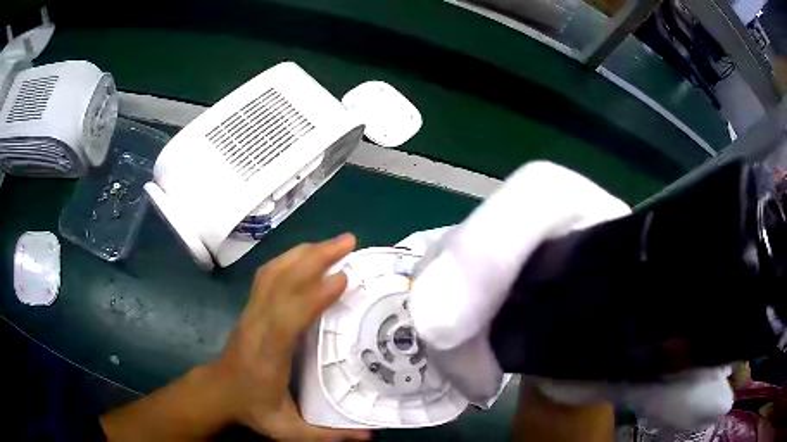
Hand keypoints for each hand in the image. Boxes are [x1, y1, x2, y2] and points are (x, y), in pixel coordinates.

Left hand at [101, 234, 370, 440]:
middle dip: (315, 257)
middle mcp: (257, 325)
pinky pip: (269, 274)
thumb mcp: (288, 431)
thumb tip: (370, 436)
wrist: (218, 391)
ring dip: (304, 252)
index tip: (343, 278)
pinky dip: (290, 258)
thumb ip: (327, 436)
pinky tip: (308, 254)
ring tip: (335, 242)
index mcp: (267, 355)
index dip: (313, 296)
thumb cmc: (253, 409)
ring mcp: (251, 311)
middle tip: (349, 242)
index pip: (287, 319)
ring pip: (274, 271)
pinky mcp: (252, 306)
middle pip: (281, 282)